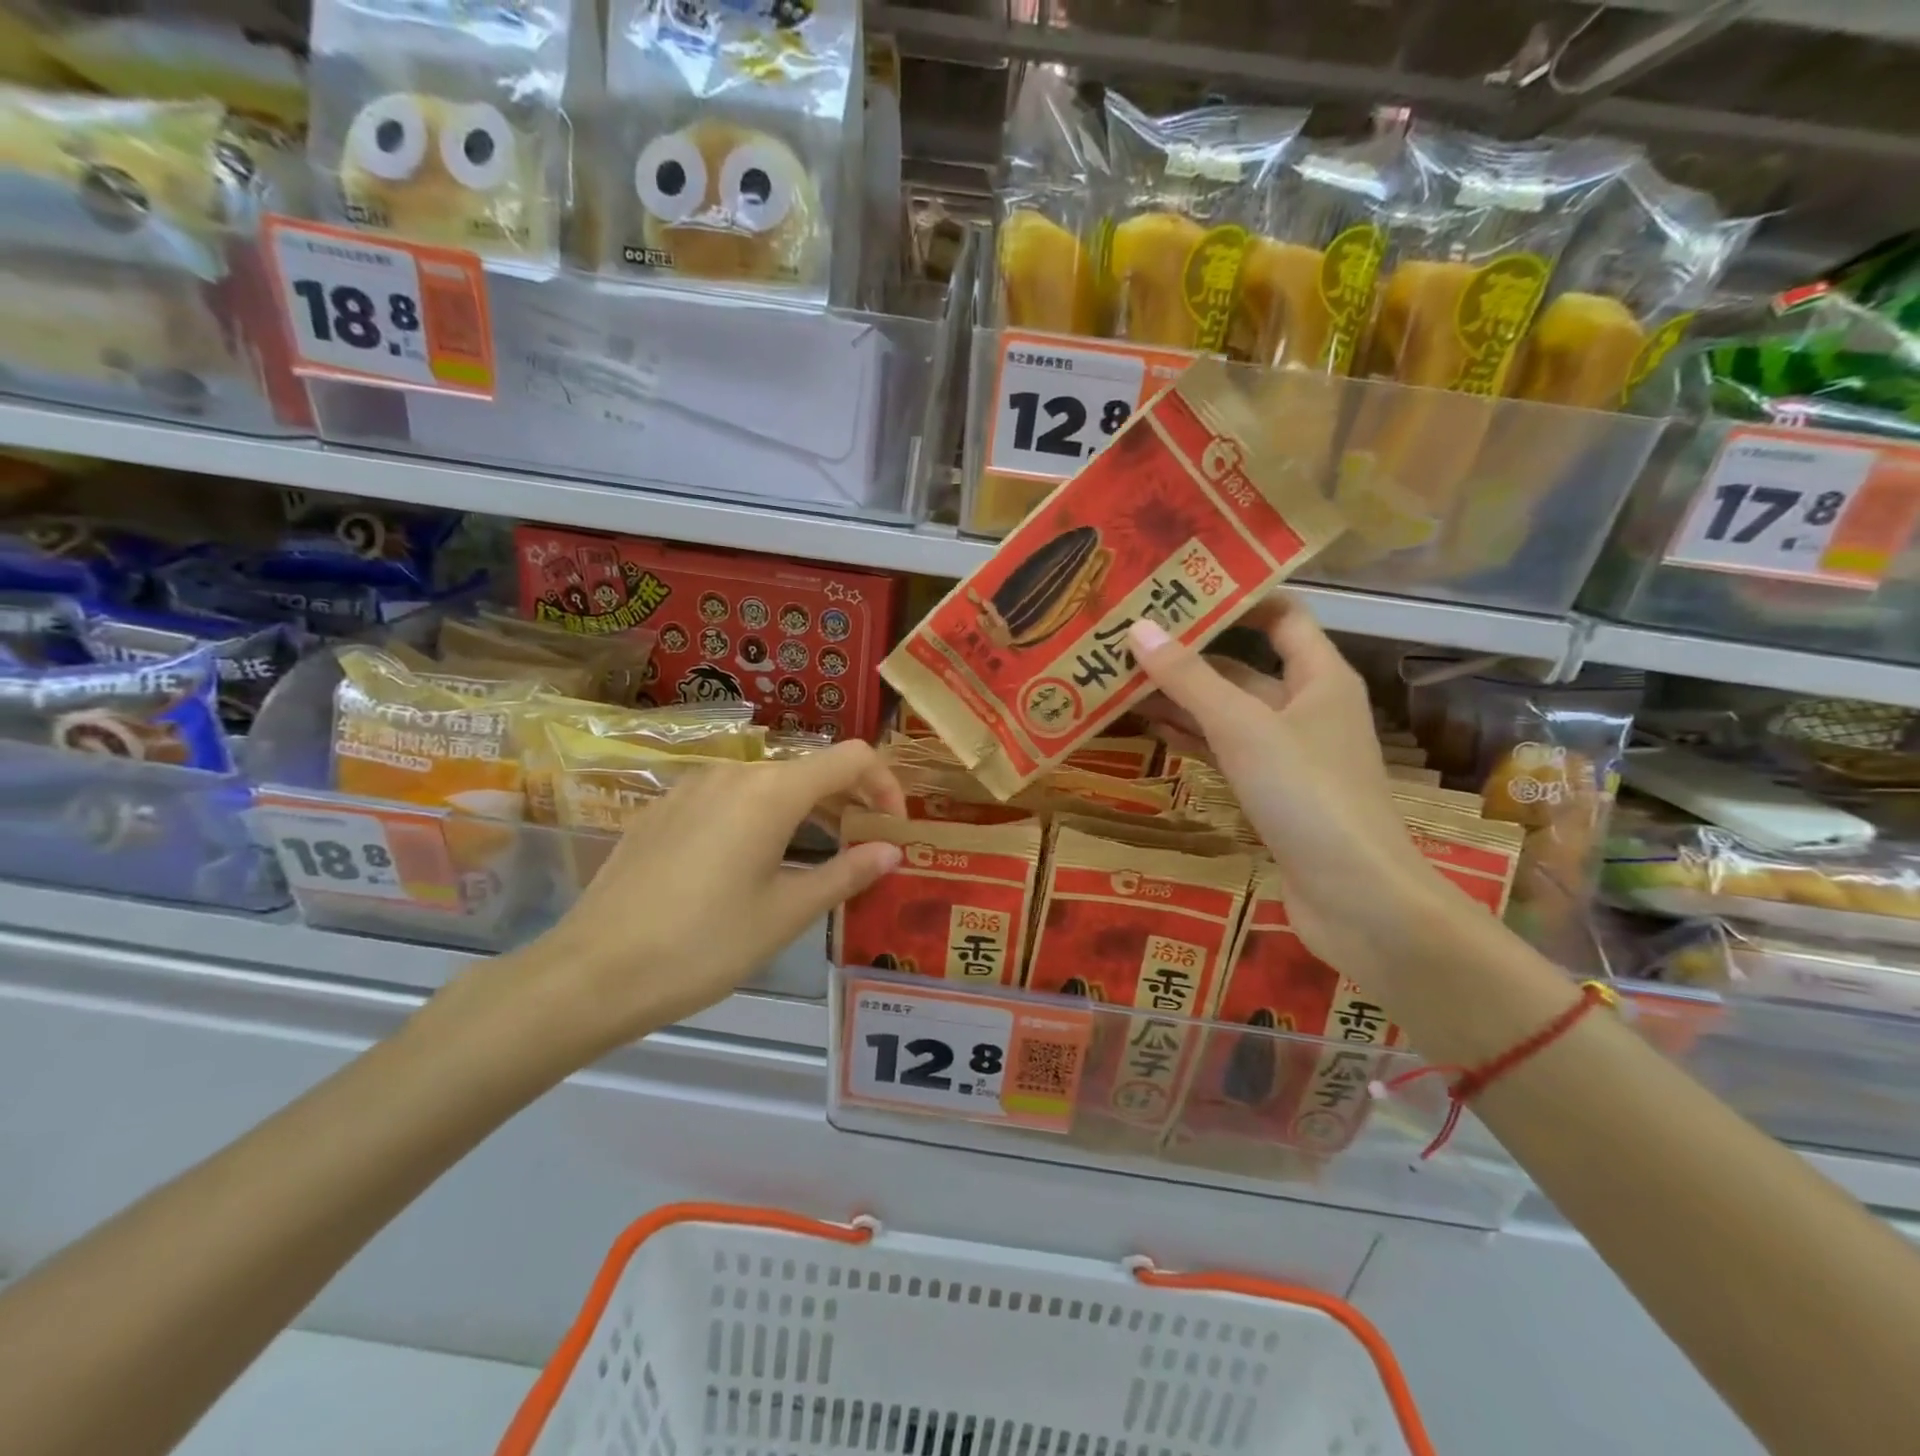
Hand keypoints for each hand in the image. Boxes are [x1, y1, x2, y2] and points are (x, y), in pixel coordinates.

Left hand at [500, 742, 905, 1061]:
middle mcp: (734, 773)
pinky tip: (752, 861)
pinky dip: (762, 816)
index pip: (852, 758)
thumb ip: (846, 873)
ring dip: (806, 809)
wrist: (591, 972)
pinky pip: (729, 798)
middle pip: (810, 768)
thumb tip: (891, 850)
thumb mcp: (786, 914)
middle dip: (848, 800)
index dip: (886, 784)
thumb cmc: (704, 944)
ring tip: (818, 855)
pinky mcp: (663, 808)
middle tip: (865, 847)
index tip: (894, 828)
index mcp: (772, 791)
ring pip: (769, 782)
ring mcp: (692, 787)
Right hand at [1127, 595, 1456, 976]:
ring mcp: (1291, 754)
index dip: (1236, 597)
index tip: (1179, 588)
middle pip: (1244, 666)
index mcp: (1319, 677)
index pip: (1280, 615)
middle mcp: (1308, 707)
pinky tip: (1152, 728)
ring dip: (1184, 698)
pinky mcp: (1274, 794)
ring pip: (1230, 712)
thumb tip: (1138, 627)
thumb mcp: (1244, 728)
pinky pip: (1228, 751)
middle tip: (1129, 638)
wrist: (1358, 899)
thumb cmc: (1308, 795)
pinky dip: (1194, 738)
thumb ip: (1190, 679)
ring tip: (1123, 680)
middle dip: (1191, 653)